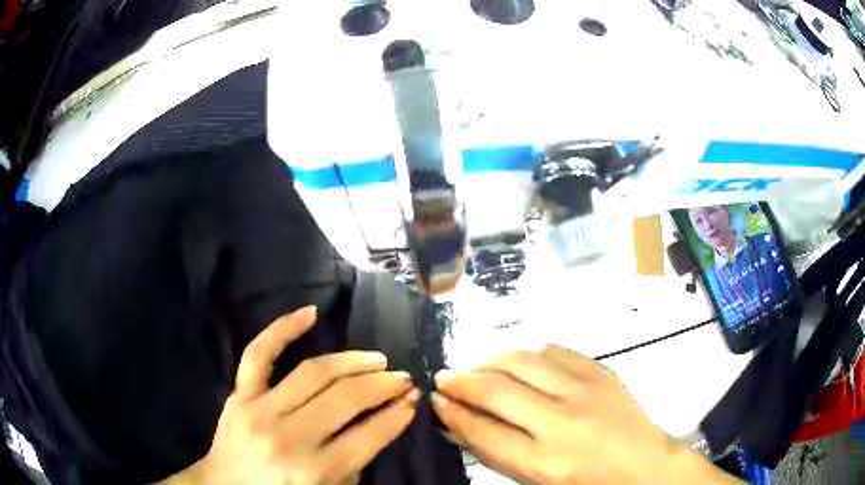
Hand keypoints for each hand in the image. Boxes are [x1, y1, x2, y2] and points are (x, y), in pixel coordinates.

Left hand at [164, 307, 418, 484]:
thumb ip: (351, 465)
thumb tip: (377, 424)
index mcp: (313, 471)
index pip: (368, 435)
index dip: (396, 415)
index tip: (412, 400)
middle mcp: (289, 438)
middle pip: (346, 399)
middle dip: (383, 385)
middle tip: (403, 378)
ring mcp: (259, 410)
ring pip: (314, 372)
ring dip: (353, 362)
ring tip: (377, 359)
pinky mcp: (239, 394)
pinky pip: (259, 354)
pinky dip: (283, 328)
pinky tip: (309, 312)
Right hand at [432, 345, 739, 484]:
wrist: (643, 465)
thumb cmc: (585, 483)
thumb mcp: (535, 480)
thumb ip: (495, 452)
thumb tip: (456, 424)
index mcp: (543, 462)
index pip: (482, 431)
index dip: (452, 412)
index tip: (435, 399)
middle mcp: (561, 424)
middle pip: (497, 391)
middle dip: (461, 381)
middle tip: (444, 376)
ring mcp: (585, 392)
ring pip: (523, 361)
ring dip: (491, 360)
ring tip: (476, 364)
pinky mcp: (602, 373)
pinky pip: (555, 351)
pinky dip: (529, 353)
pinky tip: (520, 361)